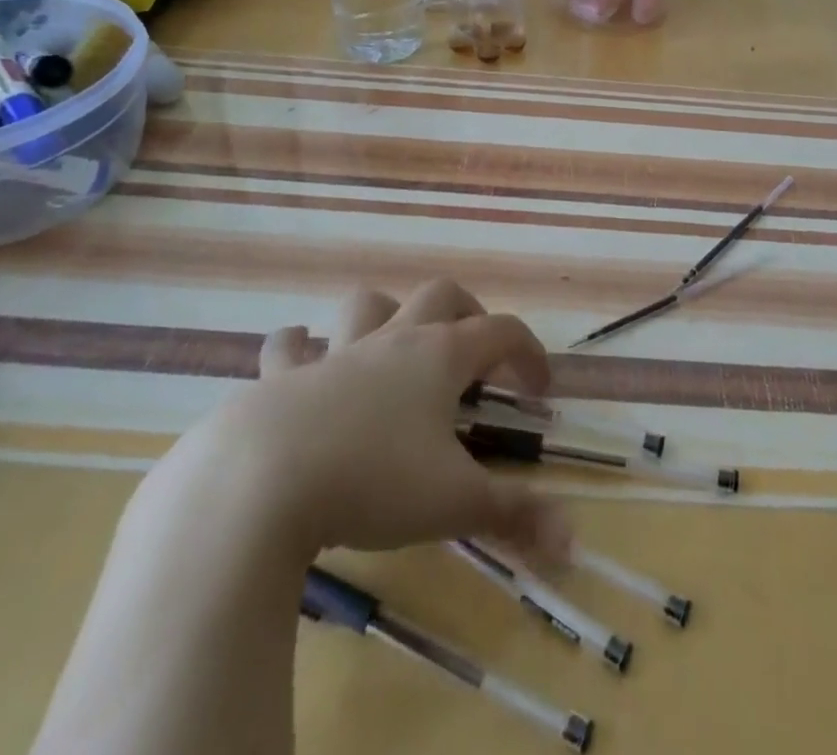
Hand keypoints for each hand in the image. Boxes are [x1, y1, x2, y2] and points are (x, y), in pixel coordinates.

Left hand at [162, 279, 569, 562]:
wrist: (262, 481)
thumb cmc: (374, 482)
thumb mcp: (454, 504)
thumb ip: (515, 515)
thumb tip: (574, 540)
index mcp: (440, 357)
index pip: (502, 331)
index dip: (529, 353)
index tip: (539, 390)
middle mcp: (393, 340)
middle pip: (440, 295)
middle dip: (467, 312)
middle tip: (475, 352)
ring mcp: (334, 353)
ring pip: (367, 305)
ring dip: (385, 314)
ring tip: (392, 345)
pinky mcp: (281, 377)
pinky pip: (288, 347)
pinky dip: (297, 348)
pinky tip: (299, 358)